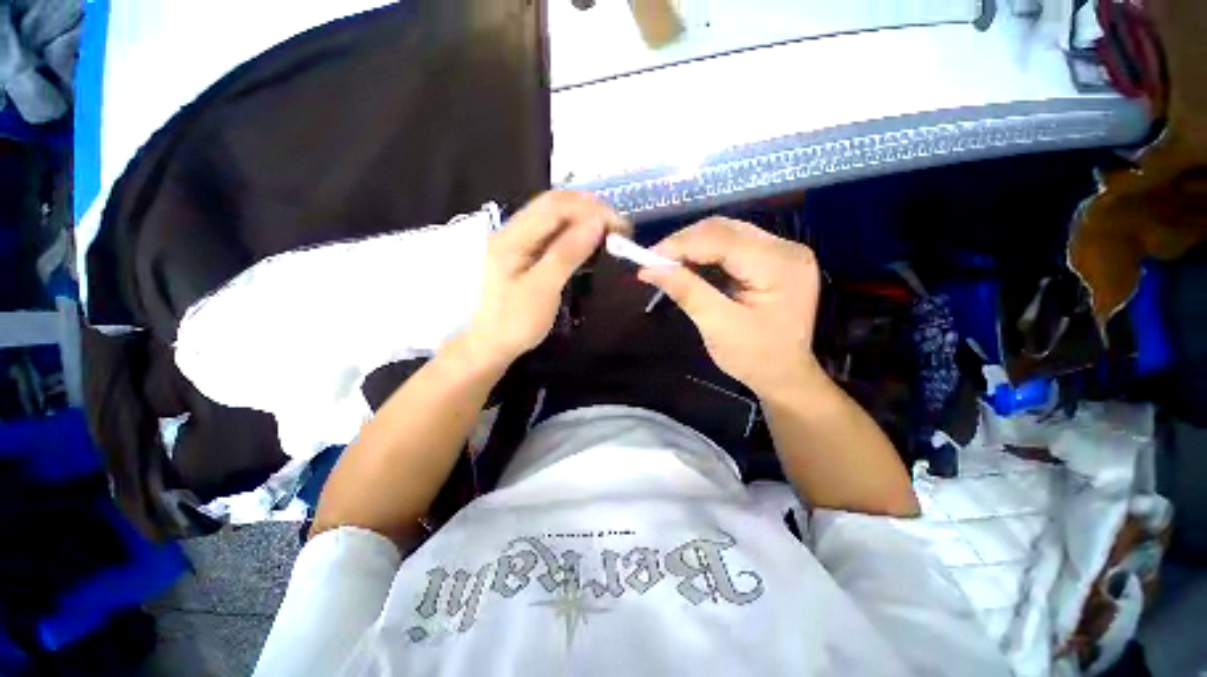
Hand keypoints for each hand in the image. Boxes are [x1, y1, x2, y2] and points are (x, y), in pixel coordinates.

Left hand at [464, 191, 623, 367]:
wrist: (492, 345)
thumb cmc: (516, 321)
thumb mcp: (543, 288)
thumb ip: (567, 252)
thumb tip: (597, 223)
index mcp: (512, 237)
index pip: (554, 206)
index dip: (590, 209)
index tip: (619, 224)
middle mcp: (513, 231)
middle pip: (553, 205)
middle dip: (588, 210)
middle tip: (617, 226)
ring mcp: (518, 242)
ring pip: (554, 218)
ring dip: (582, 219)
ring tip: (608, 231)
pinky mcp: (525, 254)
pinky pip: (552, 234)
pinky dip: (574, 233)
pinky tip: (588, 241)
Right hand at [639, 217, 821, 398]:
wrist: (786, 376)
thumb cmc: (755, 358)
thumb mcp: (718, 327)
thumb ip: (686, 291)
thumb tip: (649, 269)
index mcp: (780, 265)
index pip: (722, 238)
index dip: (680, 244)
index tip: (647, 259)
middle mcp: (786, 249)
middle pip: (724, 230)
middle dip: (684, 243)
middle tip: (655, 262)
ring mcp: (782, 252)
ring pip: (726, 234)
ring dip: (693, 247)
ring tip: (668, 265)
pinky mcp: (773, 259)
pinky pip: (732, 246)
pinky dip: (705, 254)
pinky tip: (689, 267)